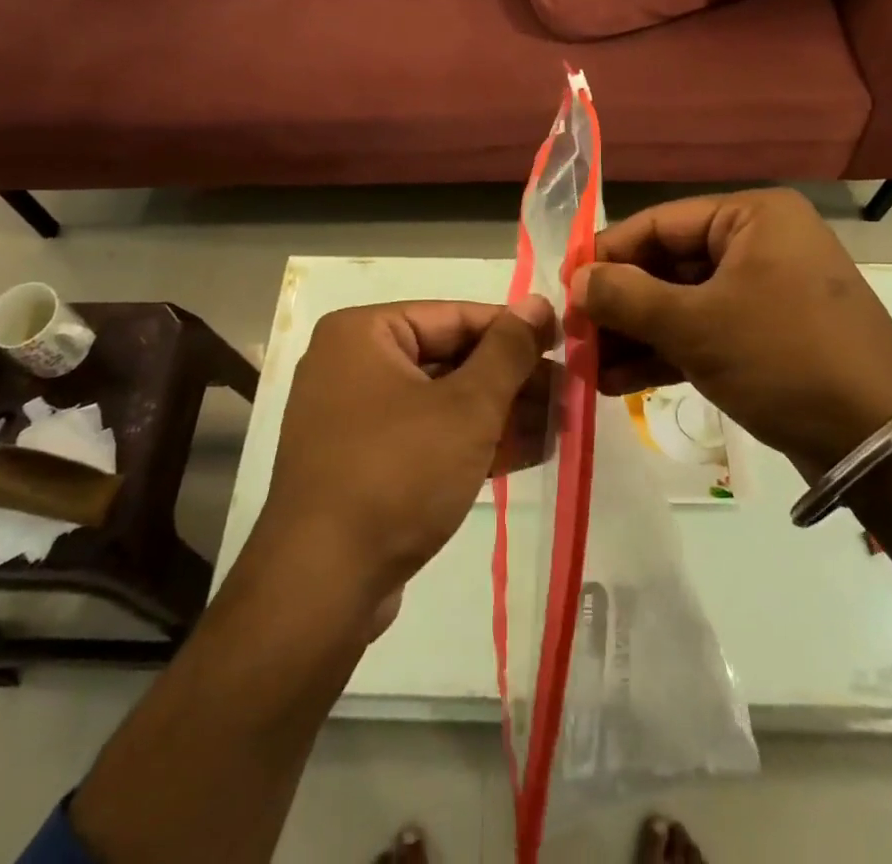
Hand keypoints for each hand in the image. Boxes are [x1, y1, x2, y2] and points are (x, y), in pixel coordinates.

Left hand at [258, 297, 556, 616]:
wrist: (322, 588)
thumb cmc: (397, 473)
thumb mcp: (466, 407)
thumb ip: (508, 351)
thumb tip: (539, 302)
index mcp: (363, 334)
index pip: (455, 316)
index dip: (515, 330)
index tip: (565, 343)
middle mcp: (353, 365)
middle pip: (449, 358)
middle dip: (512, 379)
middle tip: (570, 392)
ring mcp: (355, 418)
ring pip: (443, 401)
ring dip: (501, 413)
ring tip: (561, 423)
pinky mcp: (365, 464)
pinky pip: (427, 437)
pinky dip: (473, 442)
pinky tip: (530, 451)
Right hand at [572, 188, 891, 476]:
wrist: (878, 441)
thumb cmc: (783, 357)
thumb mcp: (696, 324)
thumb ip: (627, 296)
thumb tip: (576, 279)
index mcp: (752, 217)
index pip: (659, 224)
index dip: (607, 255)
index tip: (563, 287)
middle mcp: (759, 243)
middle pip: (669, 266)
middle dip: (620, 306)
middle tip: (574, 336)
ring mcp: (765, 291)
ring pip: (683, 304)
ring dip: (636, 336)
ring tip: (587, 368)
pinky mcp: (767, 335)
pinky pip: (705, 333)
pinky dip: (666, 354)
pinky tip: (619, 383)